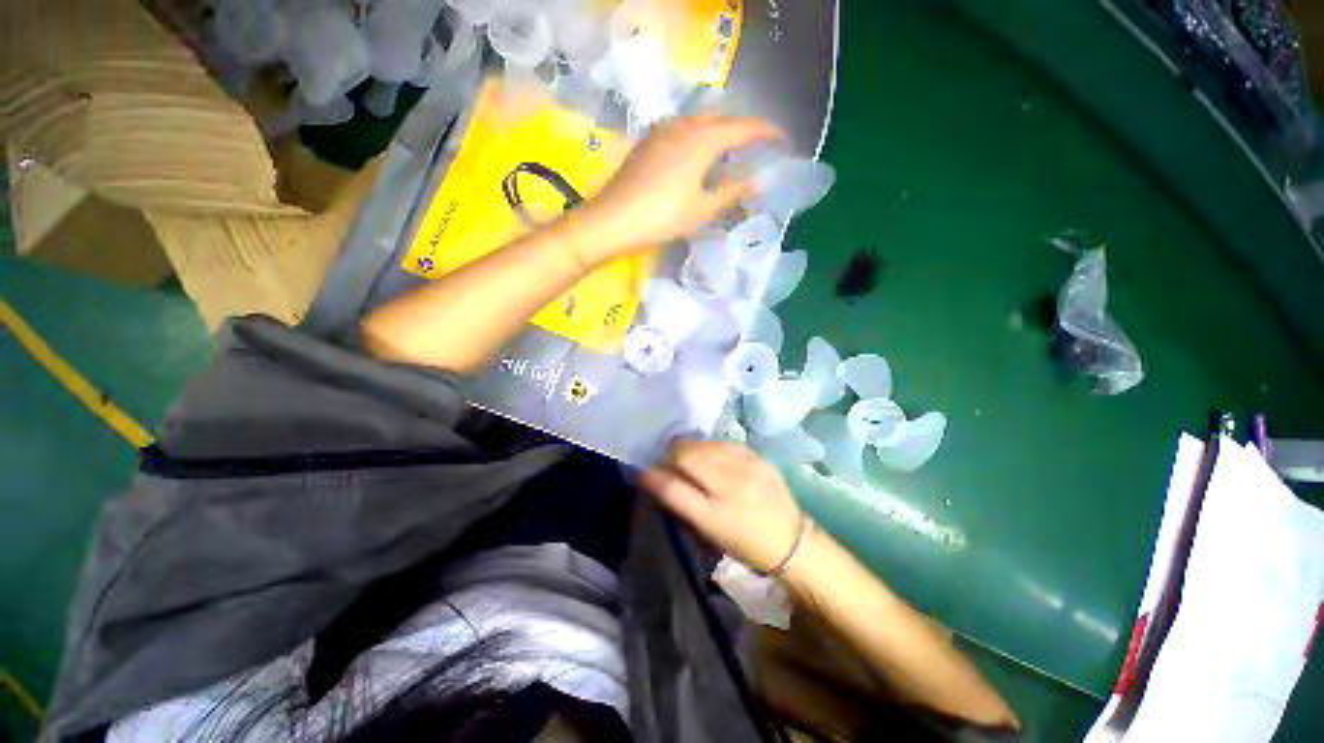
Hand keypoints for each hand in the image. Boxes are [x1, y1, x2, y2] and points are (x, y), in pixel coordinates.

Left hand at [567, 115, 783, 261]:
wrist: (612, 220)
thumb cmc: (662, 217)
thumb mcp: (702, 210)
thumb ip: (732, 192)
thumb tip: (758, 180)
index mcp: (702, 140)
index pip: (743, 128)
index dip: (766, 132)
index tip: (783, 139)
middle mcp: (683, 126)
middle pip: (721, 119)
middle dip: (742, 130)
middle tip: (755, 147)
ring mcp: (661, 132)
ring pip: (698, 122)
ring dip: (718, 131)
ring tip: (727, 152)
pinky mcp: (646, 144)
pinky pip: (680, 131)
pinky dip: (697, 137)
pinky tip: (695, 156)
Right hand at [639, 439, 803, 572]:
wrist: (792, 541)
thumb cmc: (745, 545)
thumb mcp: (709, 534)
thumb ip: (682, 506)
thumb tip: (658, 480)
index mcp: (714, 516)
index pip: (672, 488)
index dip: (651, 476)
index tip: (641, 470)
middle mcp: (730, 487)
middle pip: (687, 456)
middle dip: (669, 455)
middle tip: (666, 462)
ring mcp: (747, 468)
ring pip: (704, 444)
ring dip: (688, 448)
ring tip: (686, 455)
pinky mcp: (758, 458)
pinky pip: (724, 443)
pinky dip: (710, 447)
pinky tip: (709, 453)